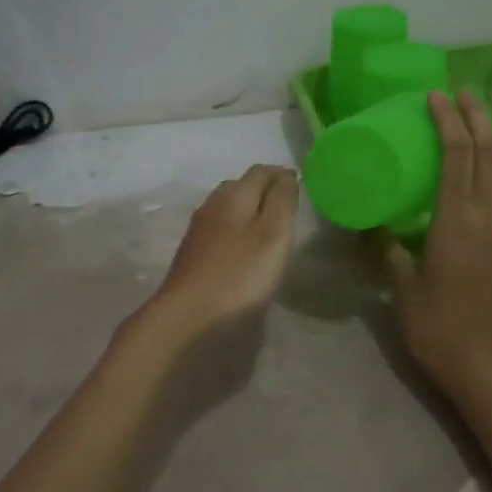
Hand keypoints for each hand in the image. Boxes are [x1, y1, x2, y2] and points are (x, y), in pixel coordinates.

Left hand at [141, 164, 299, 339]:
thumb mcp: (273, 234)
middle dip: (266, 191)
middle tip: (290, 209)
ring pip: (228, 210)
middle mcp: (212, 206)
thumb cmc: (239, 276)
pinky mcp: (193, 258)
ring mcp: (199, 233)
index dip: (283, 175)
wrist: (188, 320)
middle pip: (241, 187)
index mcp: (232, 196)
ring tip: (272, 230)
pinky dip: (238, 234)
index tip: (303, 187)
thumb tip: (287, 175)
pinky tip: (247, 253)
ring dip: (250, 213)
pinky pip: (220, 233)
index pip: (261, 171)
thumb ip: (282, 201)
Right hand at [382, 90, 491, 398]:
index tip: (435, 97)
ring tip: (483, 125)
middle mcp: (487, 217)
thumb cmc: (432, 324)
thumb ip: (386, 246)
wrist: (478, 363)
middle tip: (461, 95)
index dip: (447, 121)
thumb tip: (368, 223)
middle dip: (475, 119)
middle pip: (486, 155)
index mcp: (455, 219)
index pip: (455, 155)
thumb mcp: (399, 282)